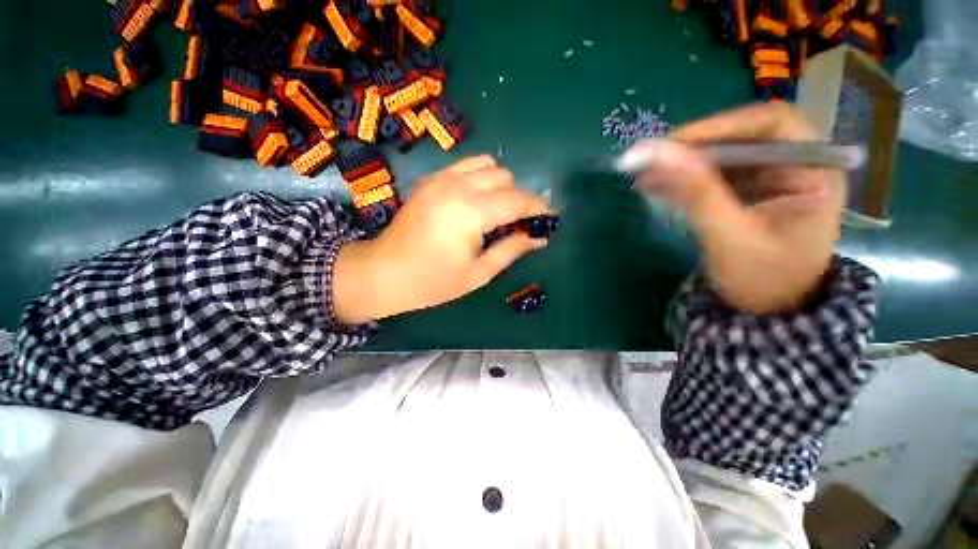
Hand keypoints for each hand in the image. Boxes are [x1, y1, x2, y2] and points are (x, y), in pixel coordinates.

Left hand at [333, 155, 549, 323]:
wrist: (385, 272)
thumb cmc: (434, 281)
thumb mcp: (479, 272)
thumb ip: (512, 250)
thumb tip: (539, 237)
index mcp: (471, 211)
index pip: (518, 200)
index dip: (539, 208)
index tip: (551, 218)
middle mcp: (458, 185)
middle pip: (505, 177)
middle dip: (519, 198)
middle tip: (520, 222)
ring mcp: (441, 178)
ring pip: (487, 164)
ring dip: (501, 184)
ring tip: (498, 210)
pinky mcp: (431, 179)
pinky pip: (466, 166)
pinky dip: (480, 178)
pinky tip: (476, 201)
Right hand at [632, 103, 845, 313]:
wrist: (767, 311)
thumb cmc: (763, 279)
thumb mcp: (730, 237)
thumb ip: (698, 195)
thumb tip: (660, 156)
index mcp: (814, 171)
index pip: (772, 124)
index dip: (721, 125)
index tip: (674, 143)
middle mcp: (795, 165)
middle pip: (742, 137)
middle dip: (695, 147)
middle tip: (652, 159)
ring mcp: (769, 179)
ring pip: (722, 157)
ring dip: (683, 164)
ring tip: (646, 174)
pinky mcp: (746, 193)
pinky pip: (712, 176)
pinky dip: (683, 179)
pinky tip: (658, 186)